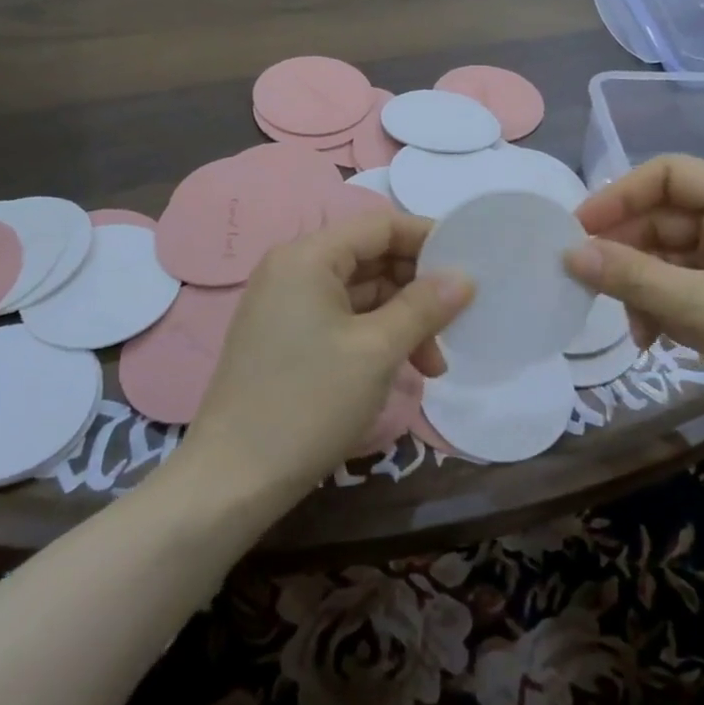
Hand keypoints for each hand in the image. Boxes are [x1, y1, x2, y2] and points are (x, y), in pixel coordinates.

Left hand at [182, 211, 473, 506]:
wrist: (234, 479)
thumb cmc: (309, 402)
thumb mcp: (377, 350)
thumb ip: (424, 306)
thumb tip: (465, 277)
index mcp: (308, 257)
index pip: (379, 225)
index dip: (427, 238)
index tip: (470, 263)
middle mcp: (293, 270)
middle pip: (371, 259)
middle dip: (418, 290)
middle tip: (455, 325)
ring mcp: (286, 306)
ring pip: (361, 294)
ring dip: (402, 321)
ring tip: (433, 367)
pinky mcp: (287, 338)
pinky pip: (343, 320)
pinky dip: (377, 337)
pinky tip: (402, 370)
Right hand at [567, 155, 703, 445]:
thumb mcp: (702, 310)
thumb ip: (632, 277)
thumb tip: (570, 254)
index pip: (668, 175)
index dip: (618, 196)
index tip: (577, 231)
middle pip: (667, 217)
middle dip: (627, 251)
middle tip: (587, 284)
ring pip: (673, 257)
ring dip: (644, 287)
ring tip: (634, 329)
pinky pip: (689, 288)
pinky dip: (665, 308)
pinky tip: (655, 341)